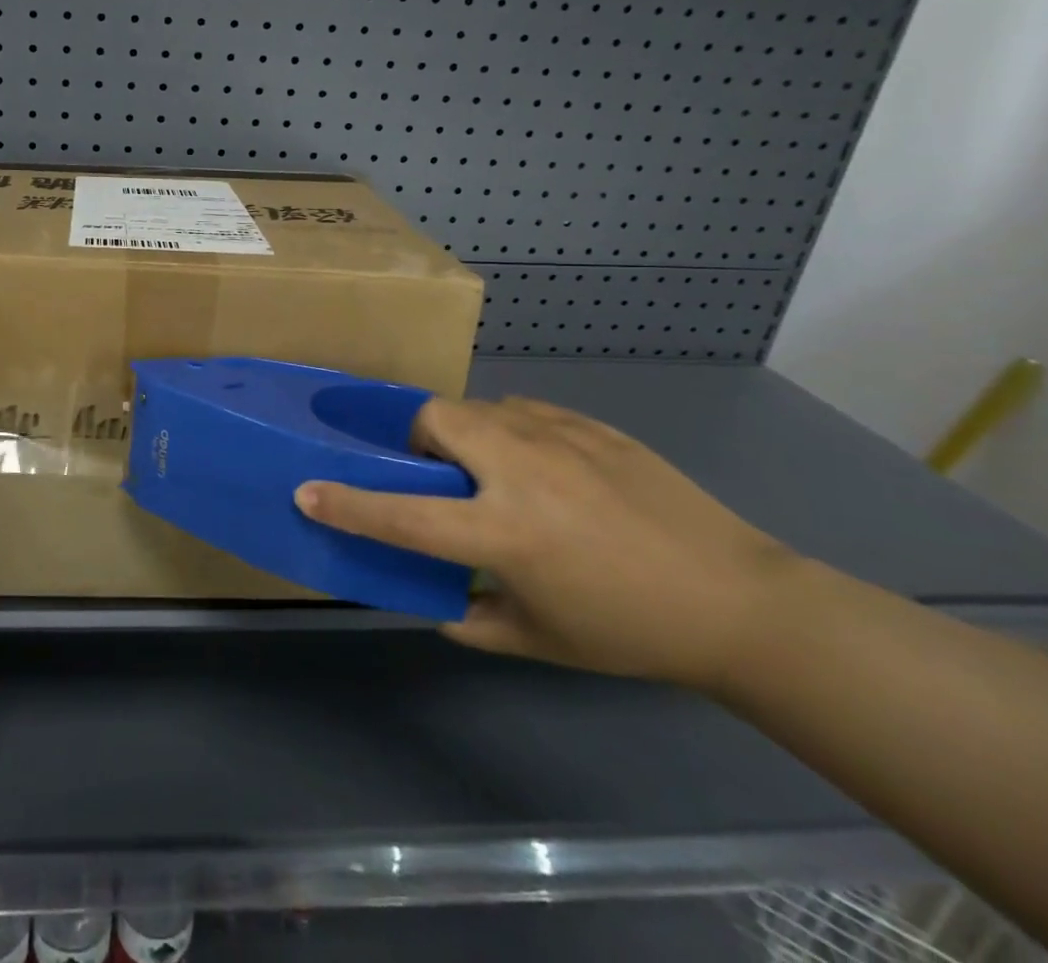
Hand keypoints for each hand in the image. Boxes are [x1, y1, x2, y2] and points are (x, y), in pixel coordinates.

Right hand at [296, 397, 798, 689]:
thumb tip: (435, 596)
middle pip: (435, 419)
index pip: (403, 515)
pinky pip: (524, 412)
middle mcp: (521, 470)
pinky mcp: (591, 425)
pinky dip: (508, 431)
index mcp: (505, 532)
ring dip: (462, 433)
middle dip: (414, 437)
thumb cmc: (630, 630)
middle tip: (432, 474)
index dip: (347, 505)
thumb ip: (471, 617)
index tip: (305, 490)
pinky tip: (537, 466)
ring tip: (486, 470)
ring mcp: (559, 438)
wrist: (741, 601)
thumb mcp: (538, 640)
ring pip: (478, 407)